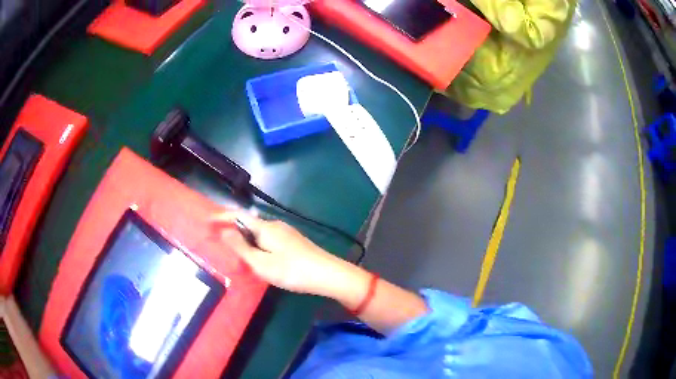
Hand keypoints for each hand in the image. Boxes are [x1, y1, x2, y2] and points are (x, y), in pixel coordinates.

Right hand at [212, 212, 368, 297]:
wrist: (328, 275)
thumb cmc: (291, 270)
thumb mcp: (261, 263)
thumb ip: (241, 247)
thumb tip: (223, 231)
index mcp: (265, 227)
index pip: (238, 216)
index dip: (221, 217)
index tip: (207, 221)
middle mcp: (275, 225)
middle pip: (248, 223)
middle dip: (232, 229)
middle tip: (219, 240)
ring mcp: (287, 233)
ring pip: (259, 232)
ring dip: (245, 238)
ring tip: (235, 251)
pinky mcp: (293, 242)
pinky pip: (268, 239)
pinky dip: (257, 244)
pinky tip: (258, 256)